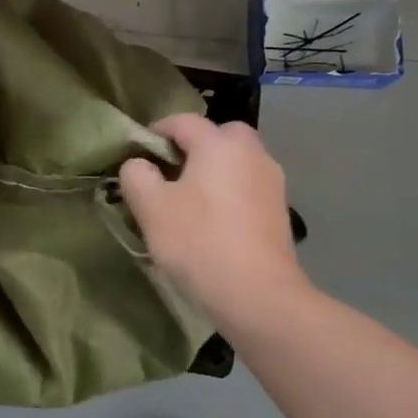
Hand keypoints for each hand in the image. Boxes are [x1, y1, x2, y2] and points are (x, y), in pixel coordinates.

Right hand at [120, 114, 308, 328]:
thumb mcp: (152, 208)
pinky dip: (230, 193)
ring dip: (213, 171)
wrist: (259, 296)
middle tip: (169, 175)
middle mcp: (251, 152)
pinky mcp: (280, 209)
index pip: (182, 121)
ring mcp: (272, 180)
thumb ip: (137, 176)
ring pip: (236, 161)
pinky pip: (248, 186)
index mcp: (219, 143)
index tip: (138, 156)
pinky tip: (215, 222)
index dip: (155, 133)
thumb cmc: (200, 242)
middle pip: (218, 135)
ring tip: (190, 201)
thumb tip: (139, 165)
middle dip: (192, 147)